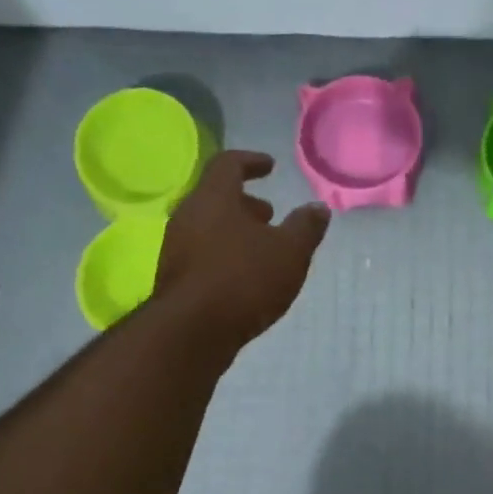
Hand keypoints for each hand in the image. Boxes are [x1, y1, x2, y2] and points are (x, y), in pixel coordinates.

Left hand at [154, 151, 329, 351]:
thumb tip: (318, 208)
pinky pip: (202, 253)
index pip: (228, 164)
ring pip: (208, 227)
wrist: (191, 332)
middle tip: (269, 214)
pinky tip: (245, 277)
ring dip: (235, 231)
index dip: (251, 161)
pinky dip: (225, 254)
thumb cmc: (243, 279)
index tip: (270, 167)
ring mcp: (176, 248)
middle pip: (216, 197)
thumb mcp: (289, 252)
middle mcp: (188, 216)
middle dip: (245, 203)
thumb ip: (306, 227)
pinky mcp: (174, 278)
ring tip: (262, 248)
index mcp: (214, 198)